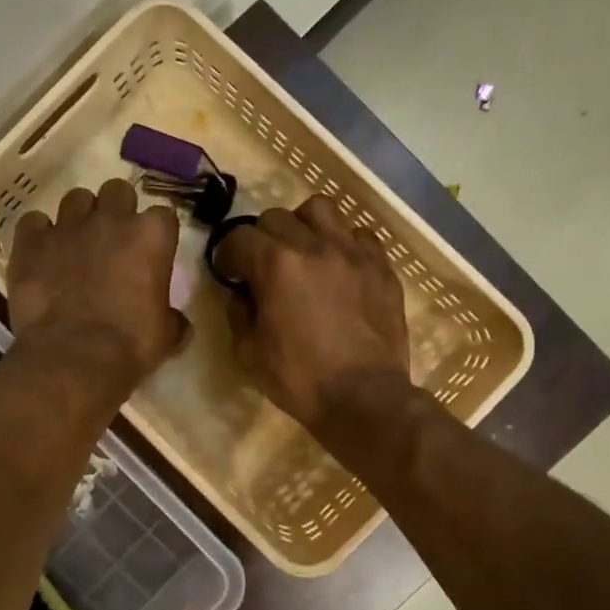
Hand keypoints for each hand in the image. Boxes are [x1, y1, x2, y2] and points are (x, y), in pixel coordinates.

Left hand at [9, 179, 188, 395]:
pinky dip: (38, 234)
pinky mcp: (31, 242)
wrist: (74, 357)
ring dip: (79, 216)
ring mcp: (68, 226)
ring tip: (76, 243)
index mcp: (151, 235)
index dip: (156, 233)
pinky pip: (33, 222)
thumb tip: (177, 323)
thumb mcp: (167, 335)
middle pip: (117, 191)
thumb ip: (173, 317)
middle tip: (113, 240)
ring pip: (75, 198)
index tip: (152, 252)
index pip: (162, 214)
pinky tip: (40, 254)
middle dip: (117, 210)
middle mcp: (111, 219)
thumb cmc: (131, 345)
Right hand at [215, 196, 412, 435]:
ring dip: (304, 226)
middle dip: (262, 238)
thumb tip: (242, 293)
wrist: (364, 399)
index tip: (230, 273)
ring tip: (304, 252)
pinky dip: (344, 244)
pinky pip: (360, 235)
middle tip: (265, 266)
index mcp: (276, 265)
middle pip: (277, 216)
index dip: (228, 255)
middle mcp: (314, 245)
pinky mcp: (381, 266)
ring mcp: (353, 252)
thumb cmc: (300, 380)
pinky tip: (340, 268)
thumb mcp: (249, 353)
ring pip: (321, 209)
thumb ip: (238, 313)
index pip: (239, 237)